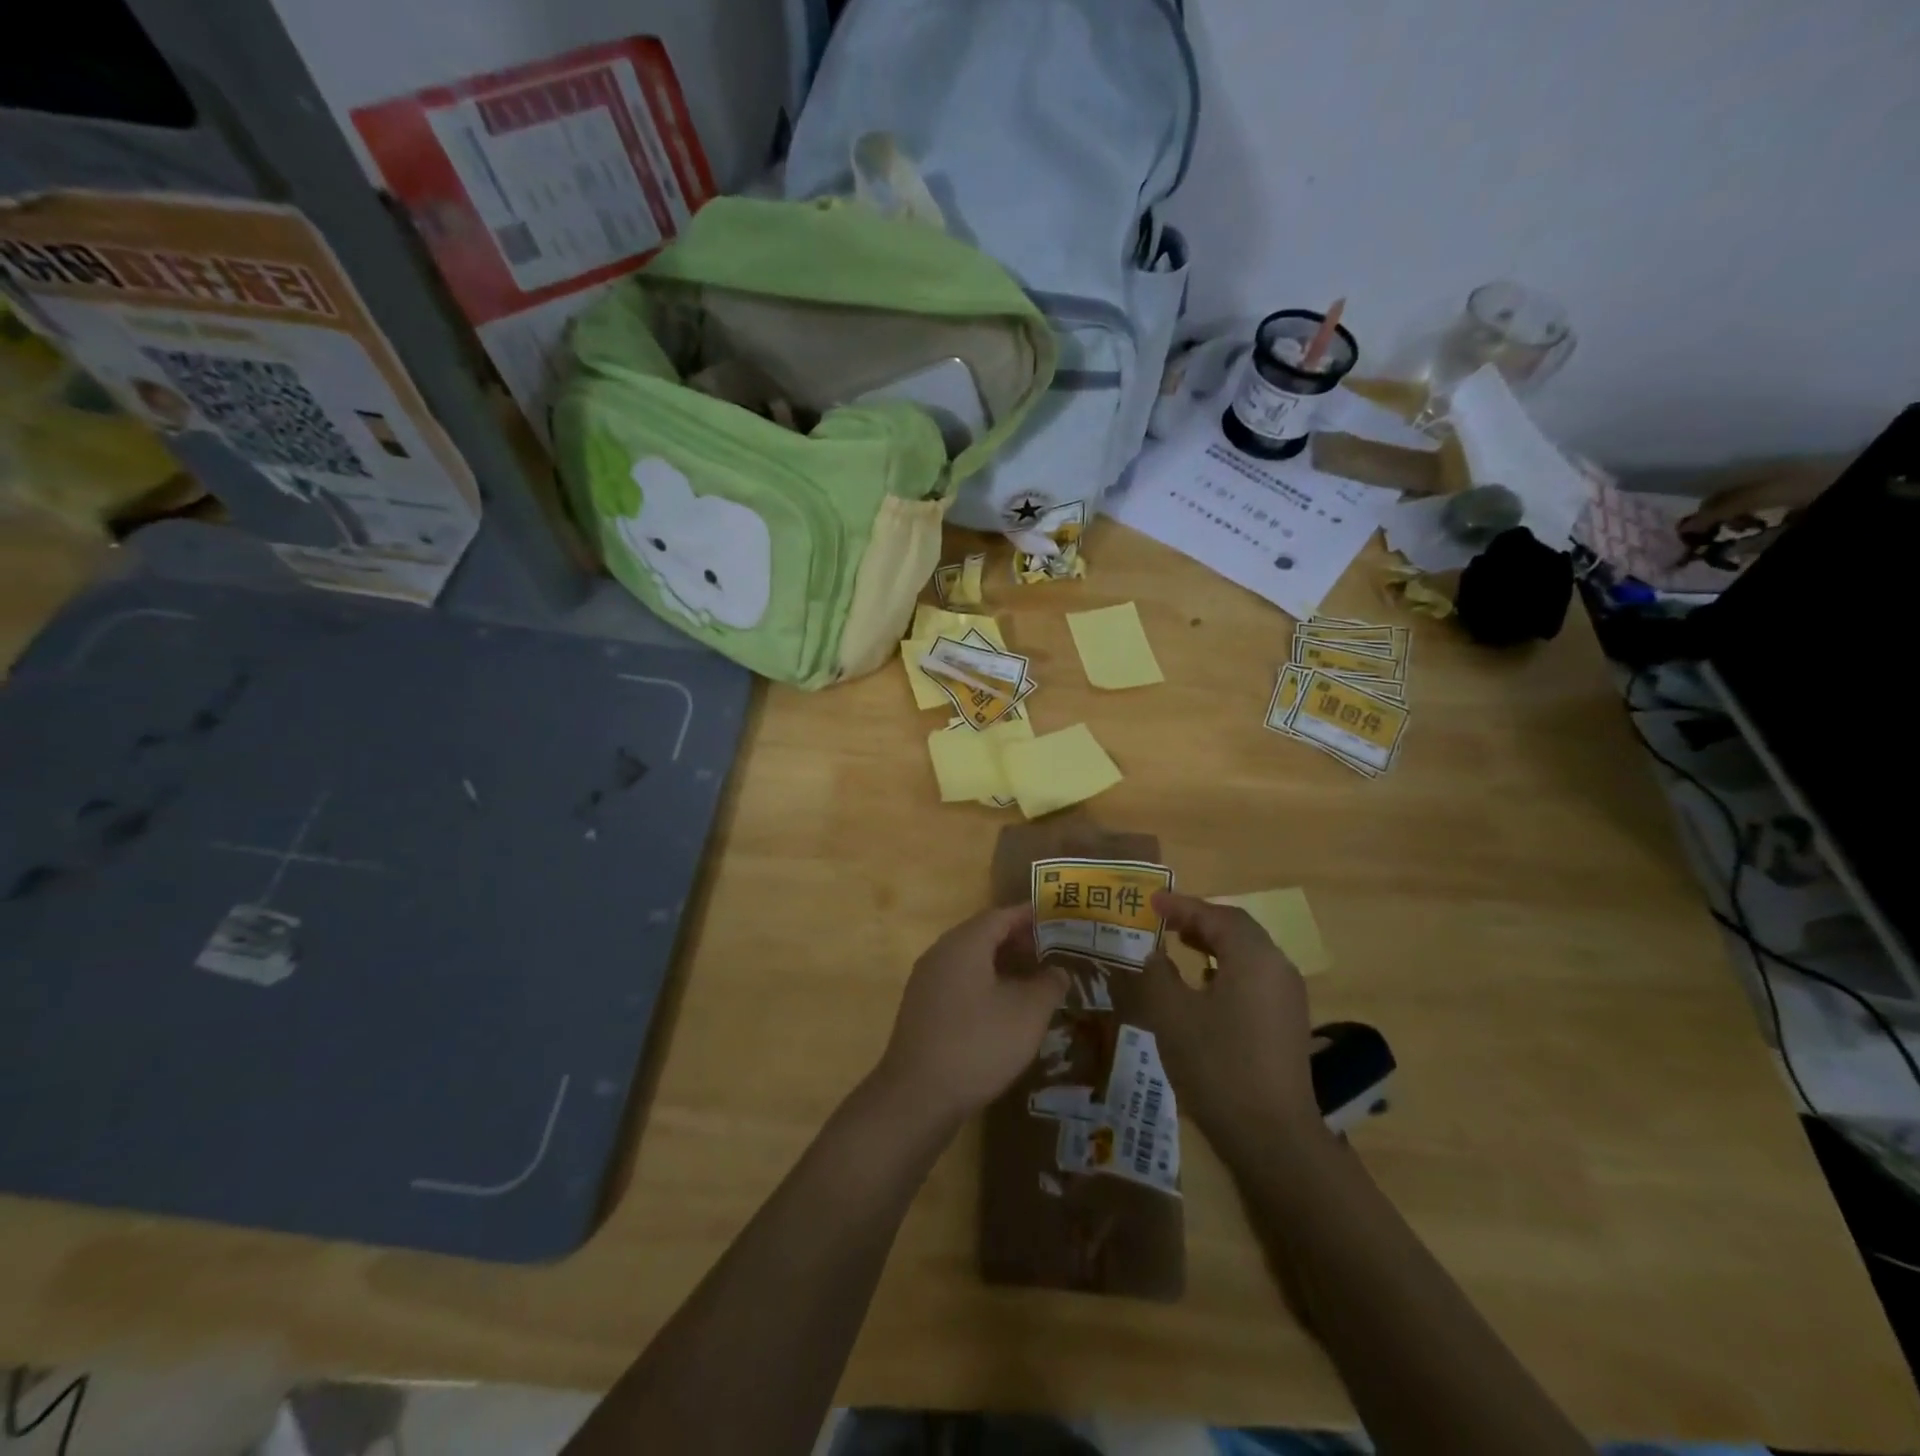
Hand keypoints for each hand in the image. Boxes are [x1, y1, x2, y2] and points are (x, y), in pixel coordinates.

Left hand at [874, 904, 1067, 1127]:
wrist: (918, 1095)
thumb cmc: (978, 1044)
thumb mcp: (1028, 1014)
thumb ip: (1048, 985)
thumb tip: (1057, 971)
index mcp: (964, 943)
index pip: (1001, 915)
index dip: (1030, 916)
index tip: (1058, 920)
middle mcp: (941, 953)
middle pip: (983, 934)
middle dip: (1018, 941)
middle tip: (1051, 953)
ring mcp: (927, 981)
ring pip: (970, 960)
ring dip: (1002, 964)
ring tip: (1034, 981)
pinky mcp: (922, 1008)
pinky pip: (959, 981)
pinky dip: (985, 983)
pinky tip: (1004, 1008)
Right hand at [1139, 892, 1325, 1162]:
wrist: (1272, 1136)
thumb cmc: (1217, 1064)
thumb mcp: (1171, 1013)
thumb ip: (1157, 973)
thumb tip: (1154, 953)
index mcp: (1253, 957)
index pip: (1216, 915)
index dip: (1182, 905)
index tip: (1151, 902)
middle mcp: (1277, 968)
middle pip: (1237, 930)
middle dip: (1199, 921)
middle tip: (1164, 921)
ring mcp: (1287, 997)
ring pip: (1247, 954)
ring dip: (1213, 944)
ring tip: (1179, 945)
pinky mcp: (1287, 1023)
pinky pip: (1254, 978)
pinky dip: (1226, 969)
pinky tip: (1203, 986)